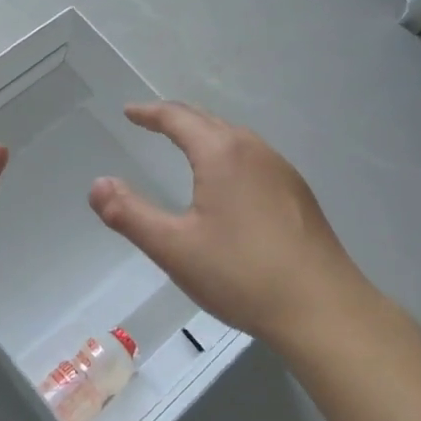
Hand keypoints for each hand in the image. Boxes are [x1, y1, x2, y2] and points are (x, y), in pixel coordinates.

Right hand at [89, 102, 369, 352]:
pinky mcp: (298, 193)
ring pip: (234, 137)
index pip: (178, 118)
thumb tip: (97, 185)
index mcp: (221, 153)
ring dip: (205, 134)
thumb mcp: (174, 248)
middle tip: (151, 122)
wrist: (323, 308)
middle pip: (208, 120)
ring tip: (185, 145)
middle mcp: (253, 149)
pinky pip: (253, 156)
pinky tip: (229, 181)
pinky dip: (228, 152)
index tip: (129, 113)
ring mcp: (281, 170)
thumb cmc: (242, 274)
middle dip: (176, 118)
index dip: (150, 113)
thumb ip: (129, 214)